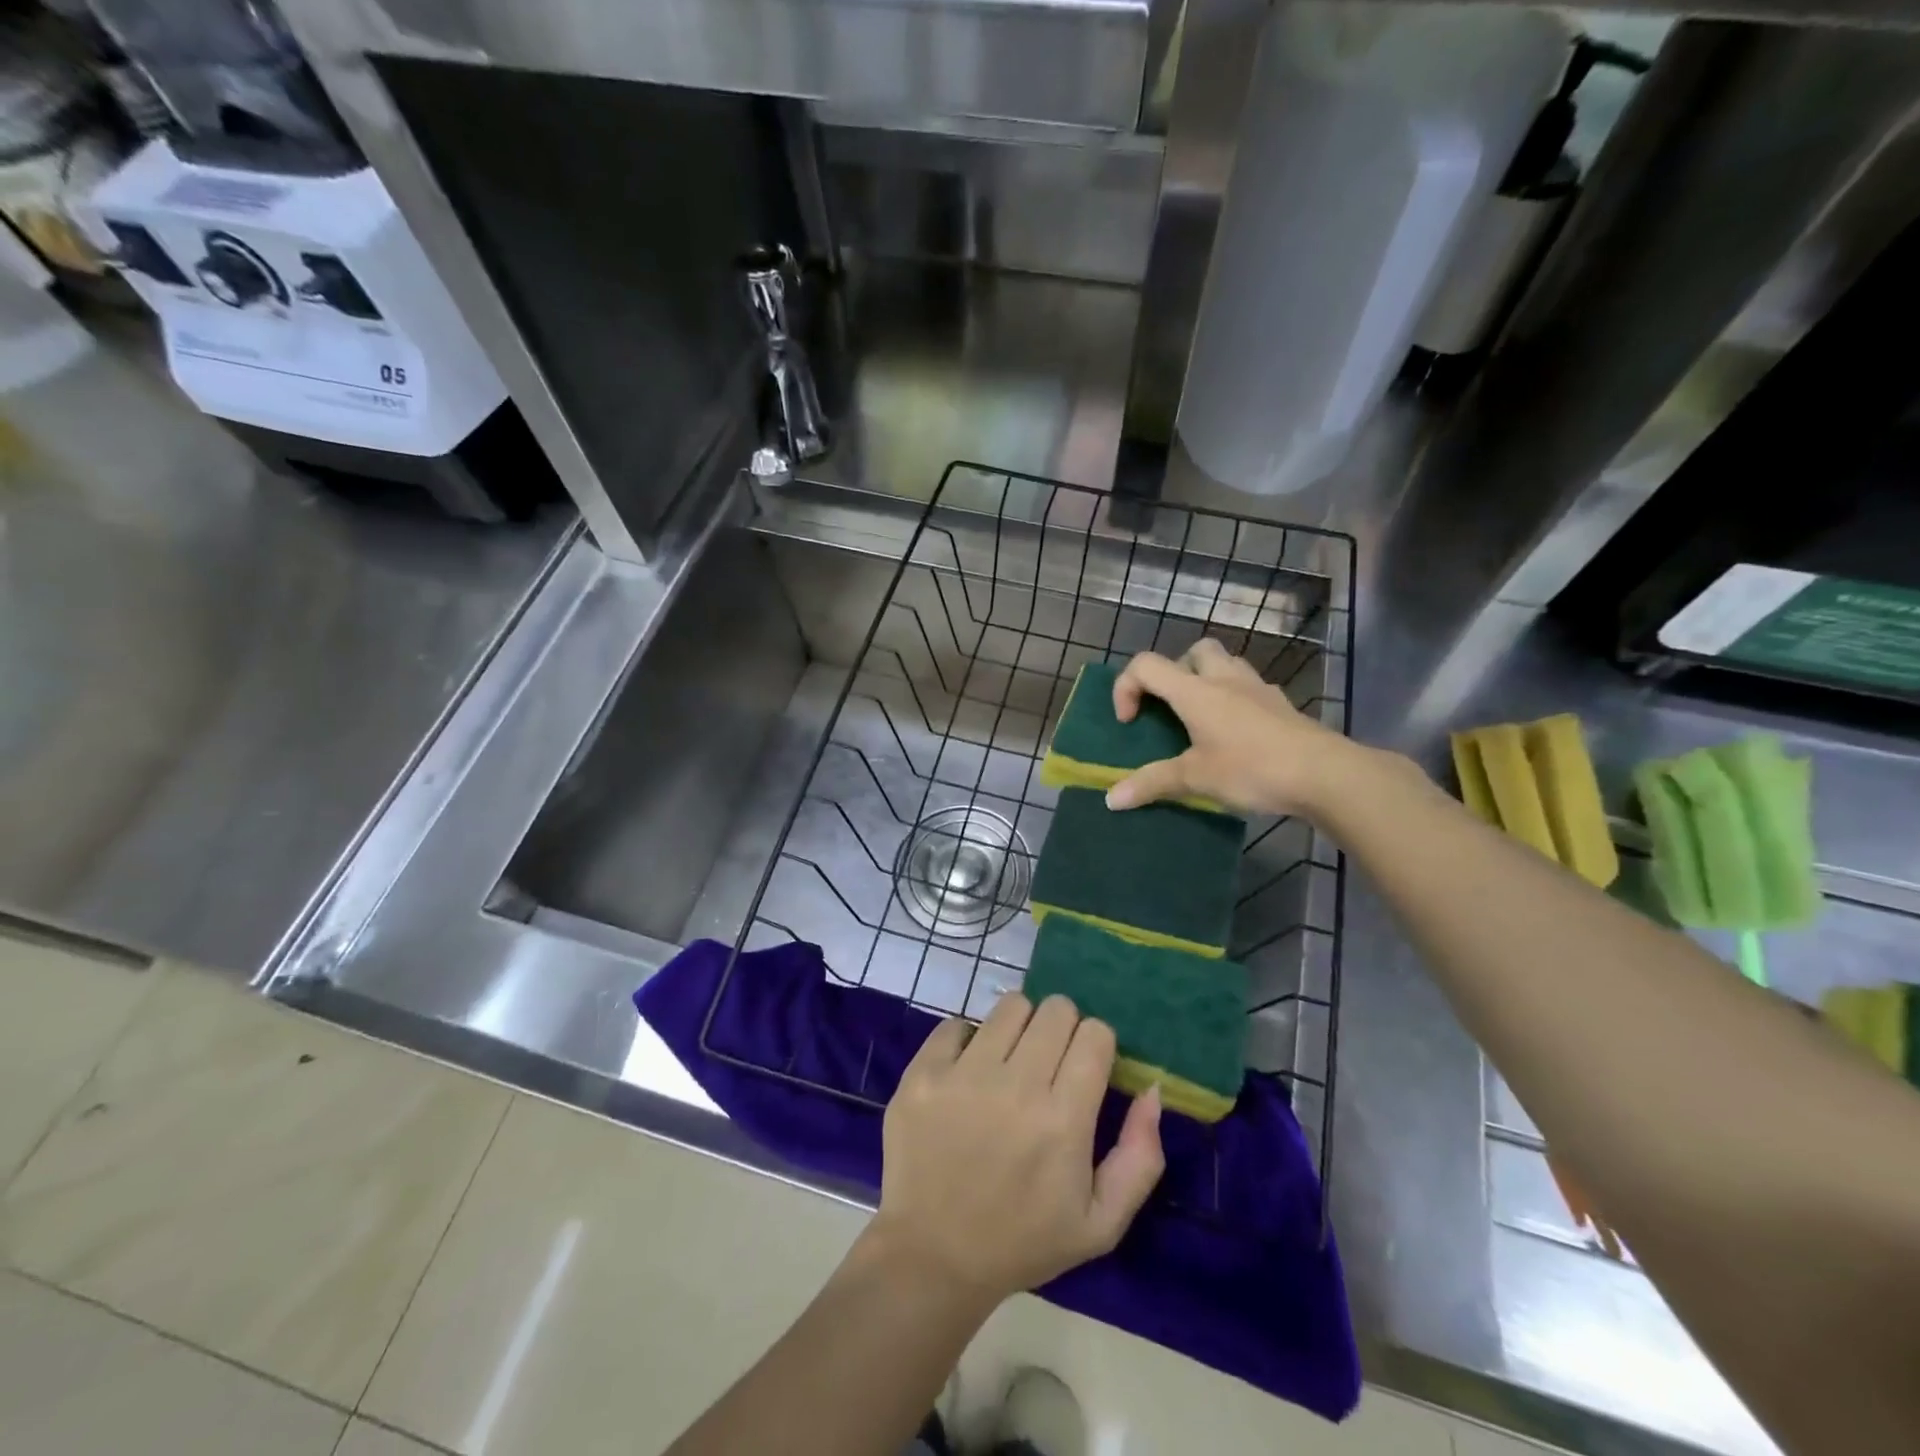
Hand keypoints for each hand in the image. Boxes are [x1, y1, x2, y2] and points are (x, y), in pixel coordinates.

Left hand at [869, 993, 1163, 1305]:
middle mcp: (1015, 1086)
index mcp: (1062, 1120)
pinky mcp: (922, 1072)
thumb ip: (1140, 1157)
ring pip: (1010, 1006)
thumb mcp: (1101, 1223)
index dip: (1096, 1045)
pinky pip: (956, 1024)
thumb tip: (1151, 1088)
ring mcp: (963, 1075)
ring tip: (1010, 1062)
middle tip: (1049, 1063)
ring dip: (1019, 1027)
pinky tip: (966, 1074)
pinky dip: (967, 1041)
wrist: (932, 1257)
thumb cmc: (1023, 1241)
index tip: (1085, 1068)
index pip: (1095, 1033)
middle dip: (1062, 1028)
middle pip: (1056, 1009)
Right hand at [1105, 638, 1356, 816]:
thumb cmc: (1252, 769)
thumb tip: (1111, 800)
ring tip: (1201, 718)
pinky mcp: (1280, 704)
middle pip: (1193, 651)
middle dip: (1173, 672)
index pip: (1146, 665)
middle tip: (1170, 708)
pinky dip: (1233, 699)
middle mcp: (1224, 679)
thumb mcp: (1195, 779)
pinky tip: (1235, 733)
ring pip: (1225, 663)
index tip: (1130, 722)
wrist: (1324, 774)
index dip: (1126, 687)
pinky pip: (1248, 687)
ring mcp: (1257, 688)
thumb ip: (1152, 784)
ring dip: (1205, 679)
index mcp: (1195, 691)